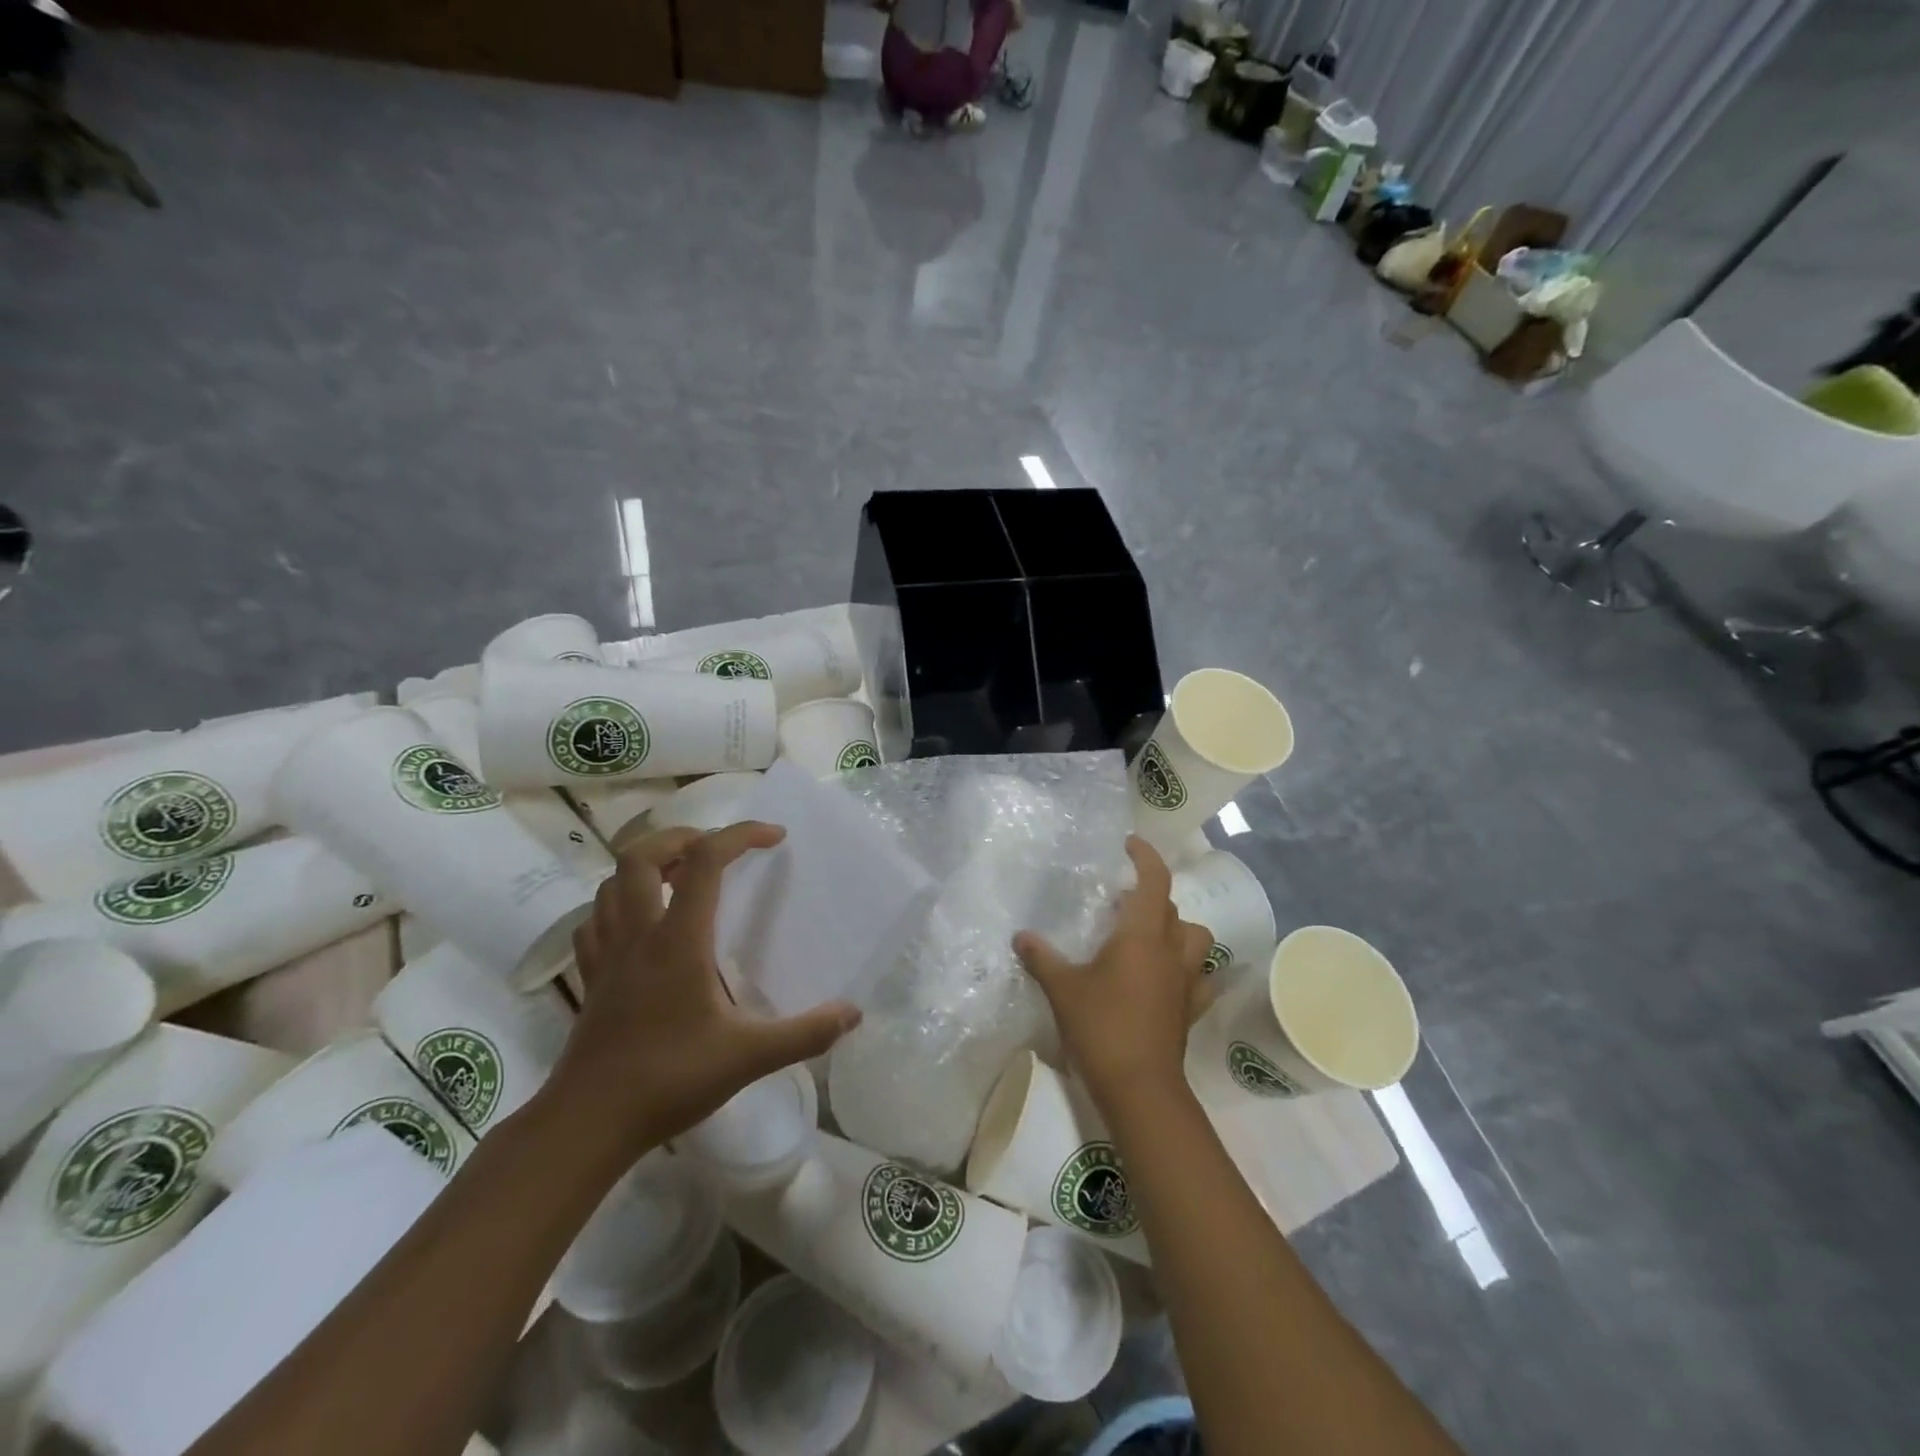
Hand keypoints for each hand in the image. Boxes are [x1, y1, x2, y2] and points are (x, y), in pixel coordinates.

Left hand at [550, 822, 861, 1156]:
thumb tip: (852, 1013)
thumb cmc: (669, 1081)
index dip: (740, 835)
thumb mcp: (748, 1058)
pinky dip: (617, 906)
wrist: (587, 1124)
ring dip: (646, 868)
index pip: (705, 861)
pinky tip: (639, 925)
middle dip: (680, 838)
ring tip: (680, 879)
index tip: (774, 837)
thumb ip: (804, 1034)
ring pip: (610, 884)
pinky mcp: (591, 979)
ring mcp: (608, 956)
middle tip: (715, 850)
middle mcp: (638, 935)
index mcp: (678, 940)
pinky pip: (596, 922)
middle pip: (641, 856)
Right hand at [1014, 836, 1212, 1112]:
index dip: (1145, 857)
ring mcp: (1187, 981)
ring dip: (1177, 930)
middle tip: (1120, 902)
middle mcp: (1172, 951)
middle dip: (1150, 897)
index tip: (1128, 846)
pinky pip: (1202, 978)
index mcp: (1142, 935)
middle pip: (1172, 908)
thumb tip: (1020, 936)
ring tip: (1149, 937)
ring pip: (1196, 939)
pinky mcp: (1192, 1009)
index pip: (1154, 881)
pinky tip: (1170, 978)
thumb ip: (1042, 958)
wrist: (1140, 1088)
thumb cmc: (1101, 1027)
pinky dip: (1191, 970)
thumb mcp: (1062, 989)